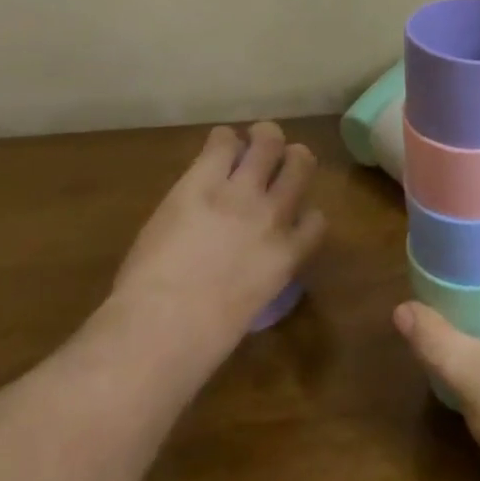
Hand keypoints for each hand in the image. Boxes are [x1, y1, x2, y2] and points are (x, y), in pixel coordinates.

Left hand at [107, 123, 325, 367]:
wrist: (162, 328)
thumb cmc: (200, 343)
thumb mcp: (245, 311)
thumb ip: (254, 279)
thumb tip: (239, 272)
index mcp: (287, 256)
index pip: (316, 220)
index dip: (303, 212)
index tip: (290, 216)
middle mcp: (273, 215)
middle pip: (302, 164)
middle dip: (292, 158)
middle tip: (275, 160)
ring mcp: (240, 194)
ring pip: (270, 142)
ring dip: (263, 137)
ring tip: (252, 139)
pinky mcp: (203, 181)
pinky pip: (222, 142)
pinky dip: (222, 140)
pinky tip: (215, 147)